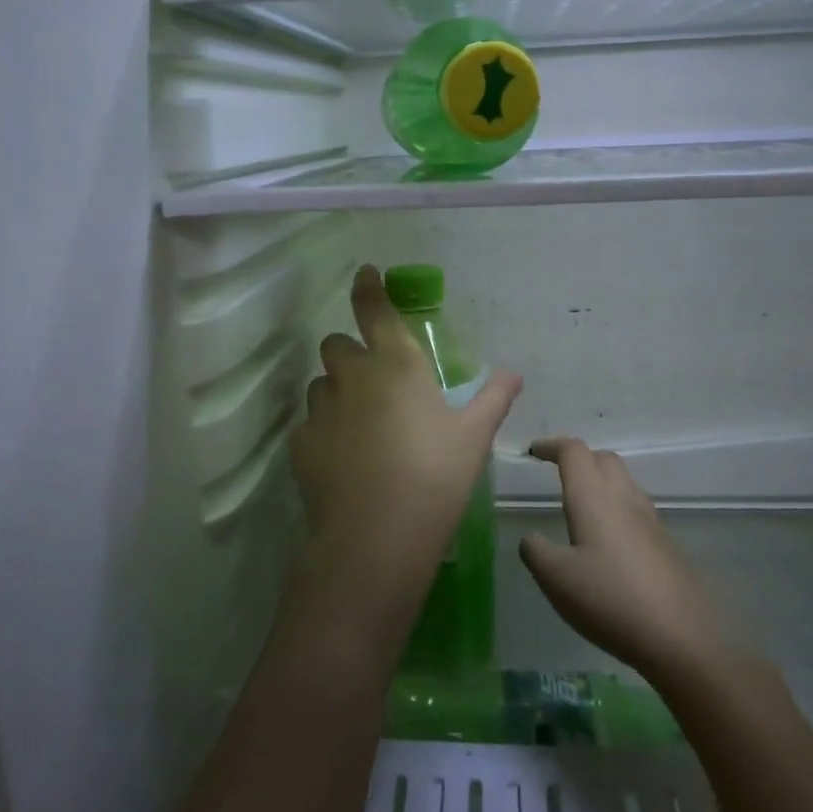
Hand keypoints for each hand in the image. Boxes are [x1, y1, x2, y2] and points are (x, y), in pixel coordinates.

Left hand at [284, 266, 520, 665]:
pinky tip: (341, 459)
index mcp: (397, 365)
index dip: (367, 288)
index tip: (364, 274)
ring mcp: (321, 409)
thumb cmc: (435, 478)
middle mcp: (353, 376)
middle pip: (337, 344)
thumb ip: (493, 399)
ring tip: (358, 422)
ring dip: (337, 390)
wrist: (376, 537)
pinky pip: (309, 423)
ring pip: (321, 383)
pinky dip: (324, 430)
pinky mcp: (300, 443)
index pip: (374, 310)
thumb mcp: (473, 438)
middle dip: (351, 352)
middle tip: (373, 378)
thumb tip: (512, 374)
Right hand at [520, 438, 754, 693]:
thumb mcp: (555, 579)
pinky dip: (617, 509)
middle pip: (604, 459)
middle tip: (557, 474)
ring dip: (601, 482)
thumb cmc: (610, 600)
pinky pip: (637, 511)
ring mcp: (651, 521)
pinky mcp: (666, 545)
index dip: (552, 446)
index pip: (574, 451)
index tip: (533, 452)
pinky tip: (608, 543)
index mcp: (594, 498)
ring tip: (581, 507)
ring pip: (624, 483)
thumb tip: (531, 539)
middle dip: (579, 458)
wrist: (682, 638)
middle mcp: (625, 499)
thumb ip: (535, 551)